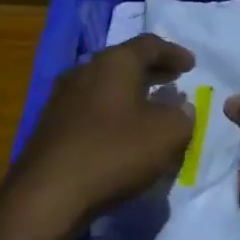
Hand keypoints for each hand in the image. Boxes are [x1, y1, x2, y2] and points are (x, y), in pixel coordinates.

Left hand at [4, 34, 196, 236]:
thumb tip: (181, 108)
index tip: (191, 64)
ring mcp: (62, 99)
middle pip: (124, 62)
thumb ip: (182, 116)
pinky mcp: (51, 126)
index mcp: (114, 63)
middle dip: (152, 70)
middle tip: (173, 79)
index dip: (174, 52)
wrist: (48, 194)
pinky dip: (113, 113)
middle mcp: (84, 71)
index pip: (149, 45)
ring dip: (131, 93)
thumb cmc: (114, 153)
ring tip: (151, 107)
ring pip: (105, 86)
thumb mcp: (167, 134)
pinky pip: (91, 109)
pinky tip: (122, 132)